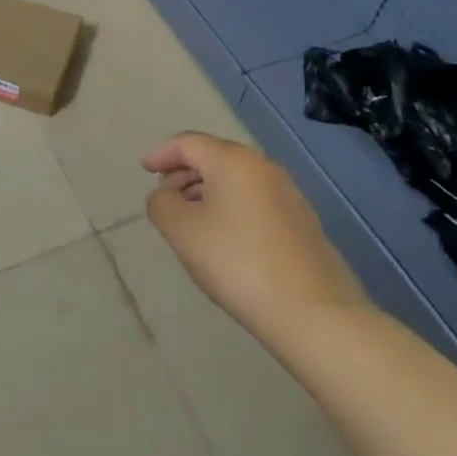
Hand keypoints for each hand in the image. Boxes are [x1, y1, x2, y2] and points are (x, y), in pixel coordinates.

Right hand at [144, 132, 363, 348]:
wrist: (313, 312)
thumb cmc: (238, 263)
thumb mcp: (183, 232)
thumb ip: (162, 204)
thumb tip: (166, 194)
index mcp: (233, 160)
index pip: (188, 143)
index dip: (162, 153)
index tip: (143, 169)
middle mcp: (263, 166)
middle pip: (214, 157)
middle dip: (184, 172)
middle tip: (164, 197)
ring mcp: (287, 192)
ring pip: (235, 180)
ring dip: (206, 192)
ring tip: (190, 221)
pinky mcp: (301, 220)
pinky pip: (254, 200)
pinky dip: (230, 207)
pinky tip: (224, 239)